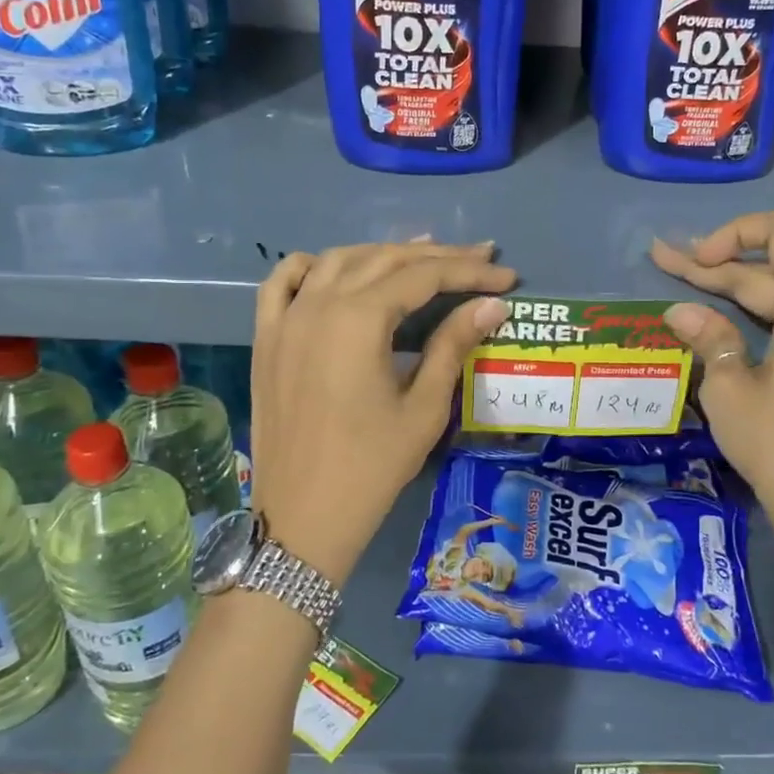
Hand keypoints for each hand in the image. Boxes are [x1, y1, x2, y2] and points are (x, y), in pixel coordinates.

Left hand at [250, 241, 513, 585]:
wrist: (303, 518)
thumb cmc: (372, 467)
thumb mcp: (423, 408)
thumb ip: (453, 345)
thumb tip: (492, 305)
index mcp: (358, 320)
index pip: (423, 276)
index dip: (469, 272)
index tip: (507, 274)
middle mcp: (318, 304)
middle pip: (384, 260)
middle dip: (436, 256)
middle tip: (479, 259)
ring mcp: (285, 318)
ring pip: (337, 261)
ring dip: (383, 255)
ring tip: (423, 259)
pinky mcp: (266, 338)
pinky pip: (283, 282)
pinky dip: (314, 266)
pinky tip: (337, 270)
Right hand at [652, 212, 773, 571]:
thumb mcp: (730, 392)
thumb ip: (709, 339)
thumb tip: (681, 311)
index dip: (737, 232)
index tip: (698, 260)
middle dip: (719, 268)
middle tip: (664, 263)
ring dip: (739, 292)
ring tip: (687, 286)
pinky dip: (765, 317)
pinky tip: (728, 323)